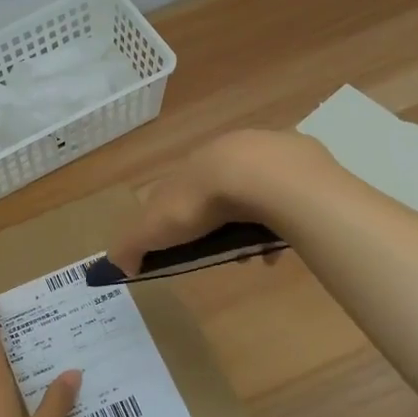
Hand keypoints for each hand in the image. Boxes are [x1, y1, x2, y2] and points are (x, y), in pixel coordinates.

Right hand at [106, 129, 327, 275]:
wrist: (261, 176)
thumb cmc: (201, 201)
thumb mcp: (154, 227)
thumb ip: (132, 244)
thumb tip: (117, 264)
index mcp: (191, 166)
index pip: (179, 191)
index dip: (179, 221)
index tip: (184, 249)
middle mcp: (225, 152)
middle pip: (219, 193)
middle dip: (219, 225)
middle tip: (225, 255)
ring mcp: (264, 153)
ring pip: (255, 194)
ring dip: (252, 225)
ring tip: (255, 254)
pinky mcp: (299, 161)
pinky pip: (288, 196)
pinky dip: (282, 221)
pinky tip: (280, 245)